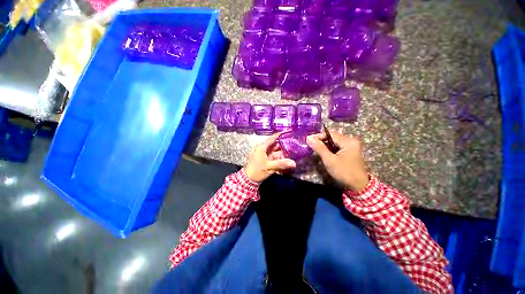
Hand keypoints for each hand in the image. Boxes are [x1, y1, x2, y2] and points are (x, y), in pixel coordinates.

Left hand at [244, 133, 296, 182]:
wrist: (249, 180)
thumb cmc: (257, 170)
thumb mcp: (269, 167)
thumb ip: (282, 164)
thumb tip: (294, 163)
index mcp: (262, 147)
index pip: (272, 138)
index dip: (280, 135)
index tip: (288, 132)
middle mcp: (264, 150)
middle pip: (276, 145)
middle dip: (284, 145)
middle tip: (294, 144)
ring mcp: (265, 156)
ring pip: (276, 152)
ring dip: (284, 153)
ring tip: (294, 152)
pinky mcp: (267, 161)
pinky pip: (275, 158)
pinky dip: (281, 159)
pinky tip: (288, 159)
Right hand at [306, 131, 368, 190]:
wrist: (359, 186)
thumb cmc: (344, 172)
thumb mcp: (330, 160)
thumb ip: (319, 148)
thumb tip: (309, 138)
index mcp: (348, 141)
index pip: (330, 134)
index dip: (318, 136)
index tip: (308, 140)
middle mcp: (351, 141)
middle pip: (332, 137)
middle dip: (321, 140)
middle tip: (310, 145)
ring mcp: (351, 147)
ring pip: (334, 142)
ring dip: (324, 145)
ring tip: (315, 149)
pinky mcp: (350, 152)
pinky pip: (337, 147)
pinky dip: (329, 149)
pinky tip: (323, 153)